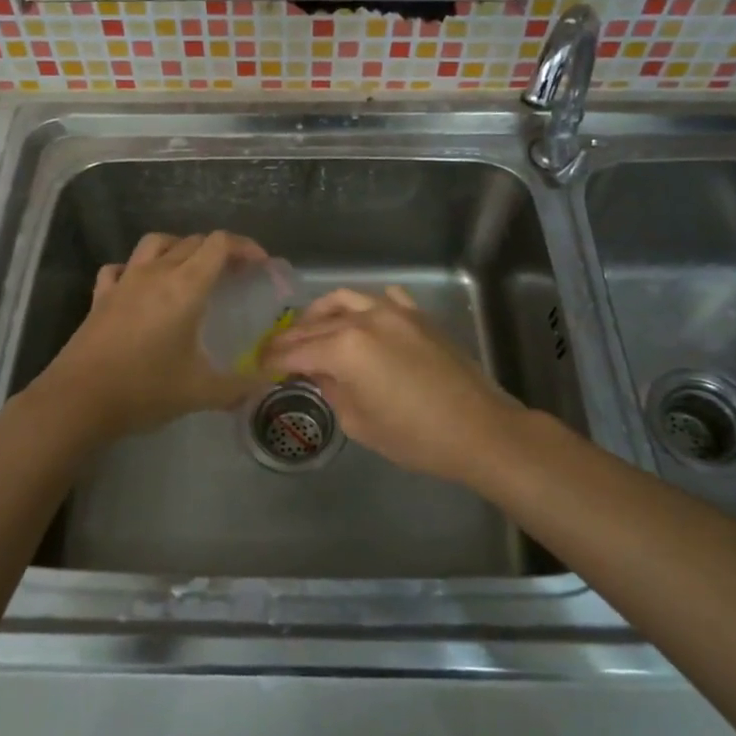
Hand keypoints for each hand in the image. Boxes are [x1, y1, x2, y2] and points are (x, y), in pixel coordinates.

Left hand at [34, 231, 268, 438]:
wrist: (79, 400)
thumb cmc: (145, 390)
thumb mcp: (201, 392)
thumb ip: (240, 386)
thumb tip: (270, 384)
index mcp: (185, 287)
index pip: (219, 244)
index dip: (245, 247)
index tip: (260, 265)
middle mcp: (156, 273)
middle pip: (192, 242)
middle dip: (219, 251)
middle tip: (235, 276)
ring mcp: (124, 281)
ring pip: (155, 243)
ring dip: (178, 248)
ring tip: (191, 271)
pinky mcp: (100, 296)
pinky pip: (121, 267)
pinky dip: (136, 268)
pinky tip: (141, 287)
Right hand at [258, 286, 531, 486]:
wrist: (478, 429)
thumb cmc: (414, 437)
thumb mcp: (359, 422)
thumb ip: (331, 389)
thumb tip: (317, 372)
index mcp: (345, 348)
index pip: (296, 350)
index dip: (272, 359)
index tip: (257, 364)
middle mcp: (364, 319)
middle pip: (316, 324)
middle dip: (291, 337)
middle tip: (275, 350)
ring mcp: (394, 311)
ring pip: (346, 299)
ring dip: (322, 312)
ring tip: (312, 328)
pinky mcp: (418, 315)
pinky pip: (383, 299)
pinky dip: (365, 306)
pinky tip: (362, 320)